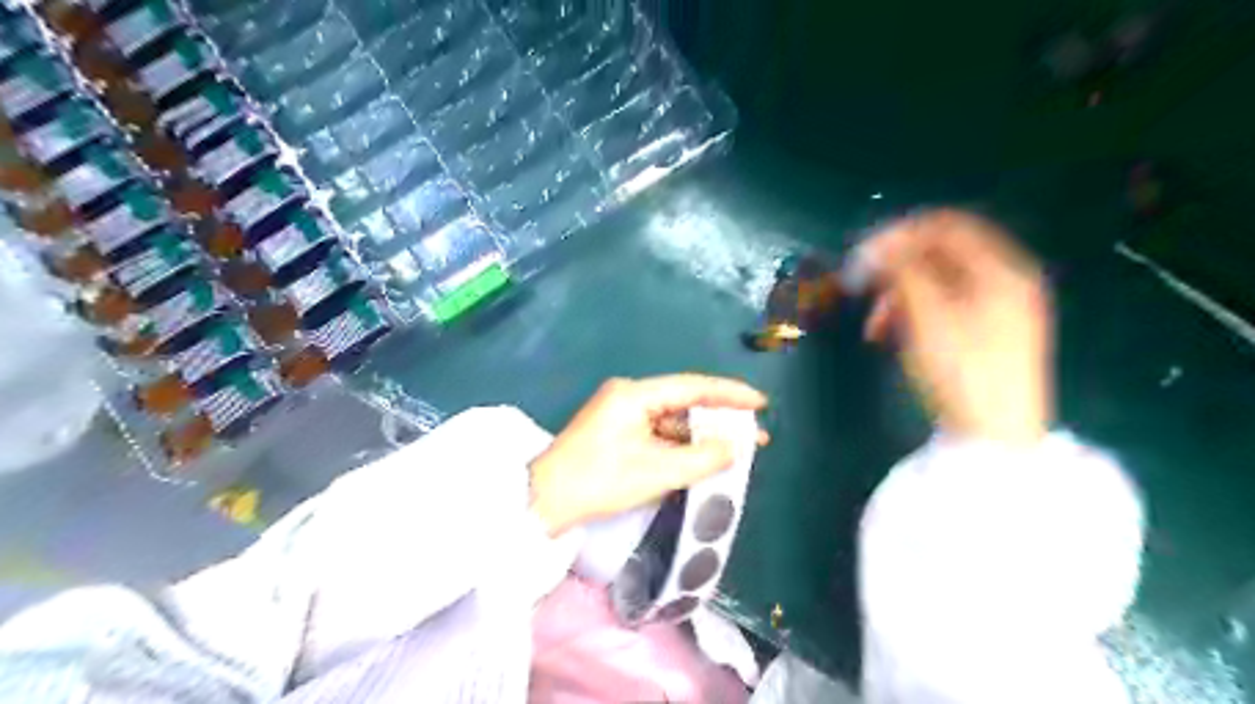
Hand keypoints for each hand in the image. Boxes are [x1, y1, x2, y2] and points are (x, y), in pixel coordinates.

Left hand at [526, 378, 763, 534]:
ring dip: (700, 435)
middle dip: (719, 418)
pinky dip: (680, 445)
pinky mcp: (616, 432)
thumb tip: (734, 447)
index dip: (729, 394)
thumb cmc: (600, 481)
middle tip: (754, 432)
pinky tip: (701, 457)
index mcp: (635, 394)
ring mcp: (620, 414)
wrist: (545, 501)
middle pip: (683, 401)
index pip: (692, 387)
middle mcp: (628, 396)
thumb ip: (702, 458)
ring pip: (671, 419)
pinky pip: (658, 432)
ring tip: (734, 449)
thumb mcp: (657, 471)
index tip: (760, 402)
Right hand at [863, 207, 1049, 442]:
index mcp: (1001, 268)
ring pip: (937, 283)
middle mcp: (1005, 280)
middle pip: (940, 254)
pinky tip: (890, 336)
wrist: (996, 436)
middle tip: (860, 289)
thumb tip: (874, 246)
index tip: (861, 254)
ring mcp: (998, 308)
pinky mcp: (986, 333)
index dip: (898, 234)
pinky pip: (943, 307)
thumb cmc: (962, 371)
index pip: (944, 226)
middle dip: (895, 269)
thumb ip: (901, 272)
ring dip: (898, 295)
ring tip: (873, 325)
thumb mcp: (926, 316)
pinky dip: (913, 314)